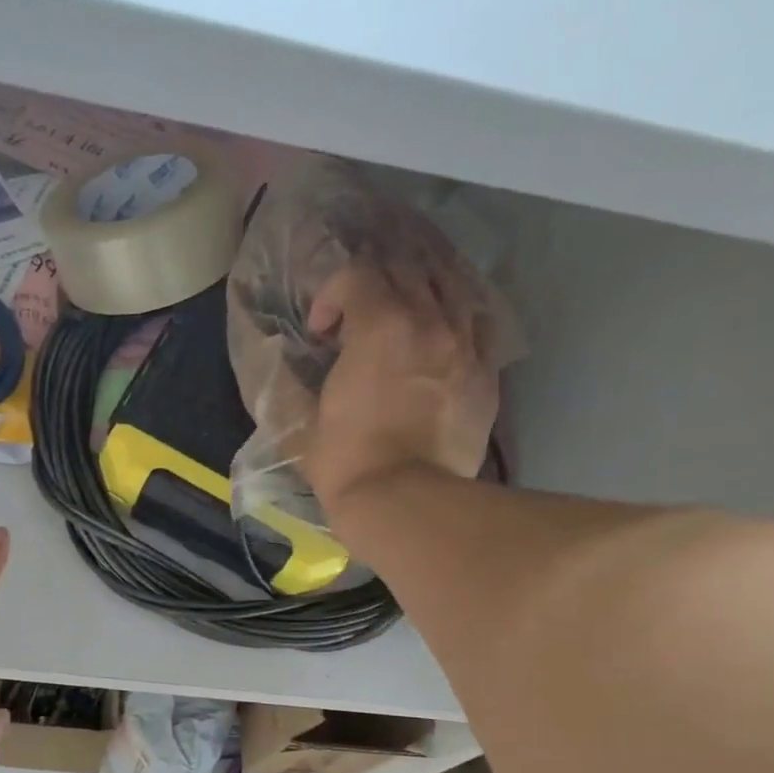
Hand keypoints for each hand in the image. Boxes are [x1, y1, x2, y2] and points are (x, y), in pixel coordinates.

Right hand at [300, 263, 498, 528]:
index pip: (356, 275)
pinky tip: (440, 339)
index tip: (320, 333)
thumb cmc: (346, 461)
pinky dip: (455, 320)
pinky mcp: (487, 374)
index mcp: (381, 325)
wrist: (405, 502)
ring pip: (451, 287)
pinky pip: (477, 325)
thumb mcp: (305, 420)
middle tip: (359, 317)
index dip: (331, 295)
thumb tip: (286, 368)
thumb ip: (296, 382)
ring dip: (421, 292)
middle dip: (376, 285)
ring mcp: (466, 345)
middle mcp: (430, 321)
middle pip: (407, 270)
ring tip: (405, 314)